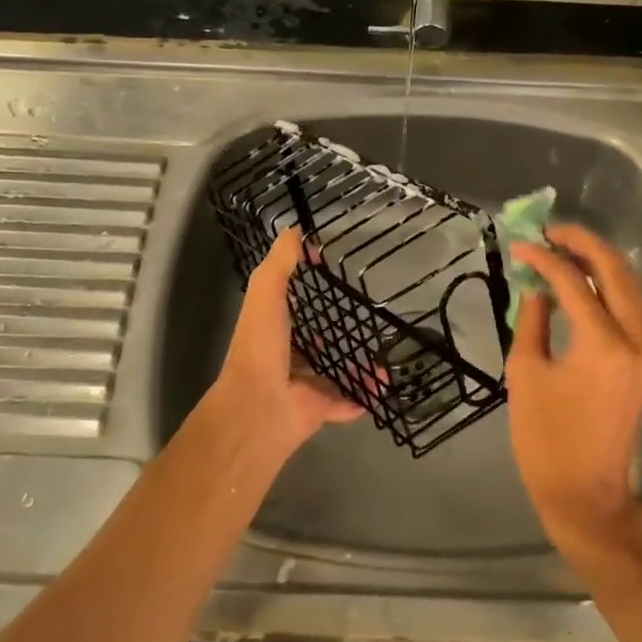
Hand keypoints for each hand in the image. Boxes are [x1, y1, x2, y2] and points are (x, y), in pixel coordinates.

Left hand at [205, 228, 363, 455]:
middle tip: (366, 316)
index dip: (306, 292)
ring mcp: (301, 386)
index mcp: (269, 330)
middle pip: (312, 342)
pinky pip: (345, 402)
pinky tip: (382, 383)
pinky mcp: (318, 410)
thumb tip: (296, 231)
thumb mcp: (266, 292)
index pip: (288, 308)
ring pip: (331, 373)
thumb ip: (280, 263)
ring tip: (383, 350)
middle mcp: (284, 358)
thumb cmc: (260, 345)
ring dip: (354, 363)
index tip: (333, 277)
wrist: (258, 408)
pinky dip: (362, 395)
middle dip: (334, 331)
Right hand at [506, 225, 641, 555]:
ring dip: (599, 260)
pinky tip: (581, 278)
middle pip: (615, 271)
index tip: (519, 246)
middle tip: (549, 231)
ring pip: (630, 284)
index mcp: (602, 344)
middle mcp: (635, 339)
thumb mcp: (525, 372)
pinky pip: (631, 306)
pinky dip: (608, 284)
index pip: (573, 280)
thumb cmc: (545, 438)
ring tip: (563, 248)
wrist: (585, 493)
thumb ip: (532, 319)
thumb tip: (537, 286)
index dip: (544, 258)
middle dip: (583, 243)